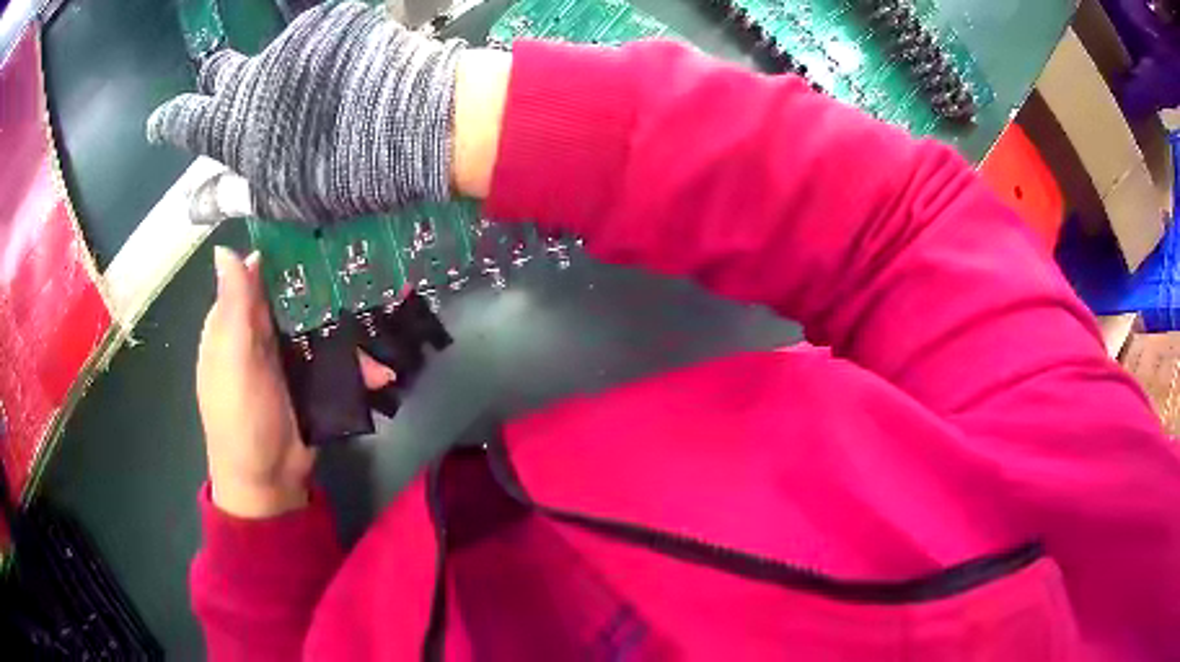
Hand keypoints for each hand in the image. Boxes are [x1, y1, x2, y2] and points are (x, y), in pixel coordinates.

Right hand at [147, 2, 464, 224]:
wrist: (412, 120)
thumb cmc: (341, 173)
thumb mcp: (278, 198)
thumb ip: (232, 194)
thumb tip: (194, 205)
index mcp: (233, 124)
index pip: (184, 120)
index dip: (167, 123)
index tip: (159, 126)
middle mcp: (252, 75)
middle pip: (219, 72)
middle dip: (217, 85)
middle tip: (234, 99)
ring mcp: (292, 43)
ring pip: (267, 56)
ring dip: (274, 74)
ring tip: (306, 97)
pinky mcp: (329, 23)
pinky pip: (311, 39)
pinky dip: (315, 58)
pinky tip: (340, 76)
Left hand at [198, 247, 394, 517]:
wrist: (269, 484)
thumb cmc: (241, 421)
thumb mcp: (233, 364)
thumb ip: (234, 310)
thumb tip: (226, 248)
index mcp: (235, 323)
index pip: (258, 273)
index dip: (286, 249)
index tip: (325, 226)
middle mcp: (261, 333)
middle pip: (295, 294)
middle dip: (329, 283)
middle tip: (370, 264)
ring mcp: (288, 357)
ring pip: (321, 324)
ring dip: (351, 325)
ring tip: (389, 315)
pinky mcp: (312, 380)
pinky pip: (336, 359)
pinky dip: (357, 364)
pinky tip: (381, 371)